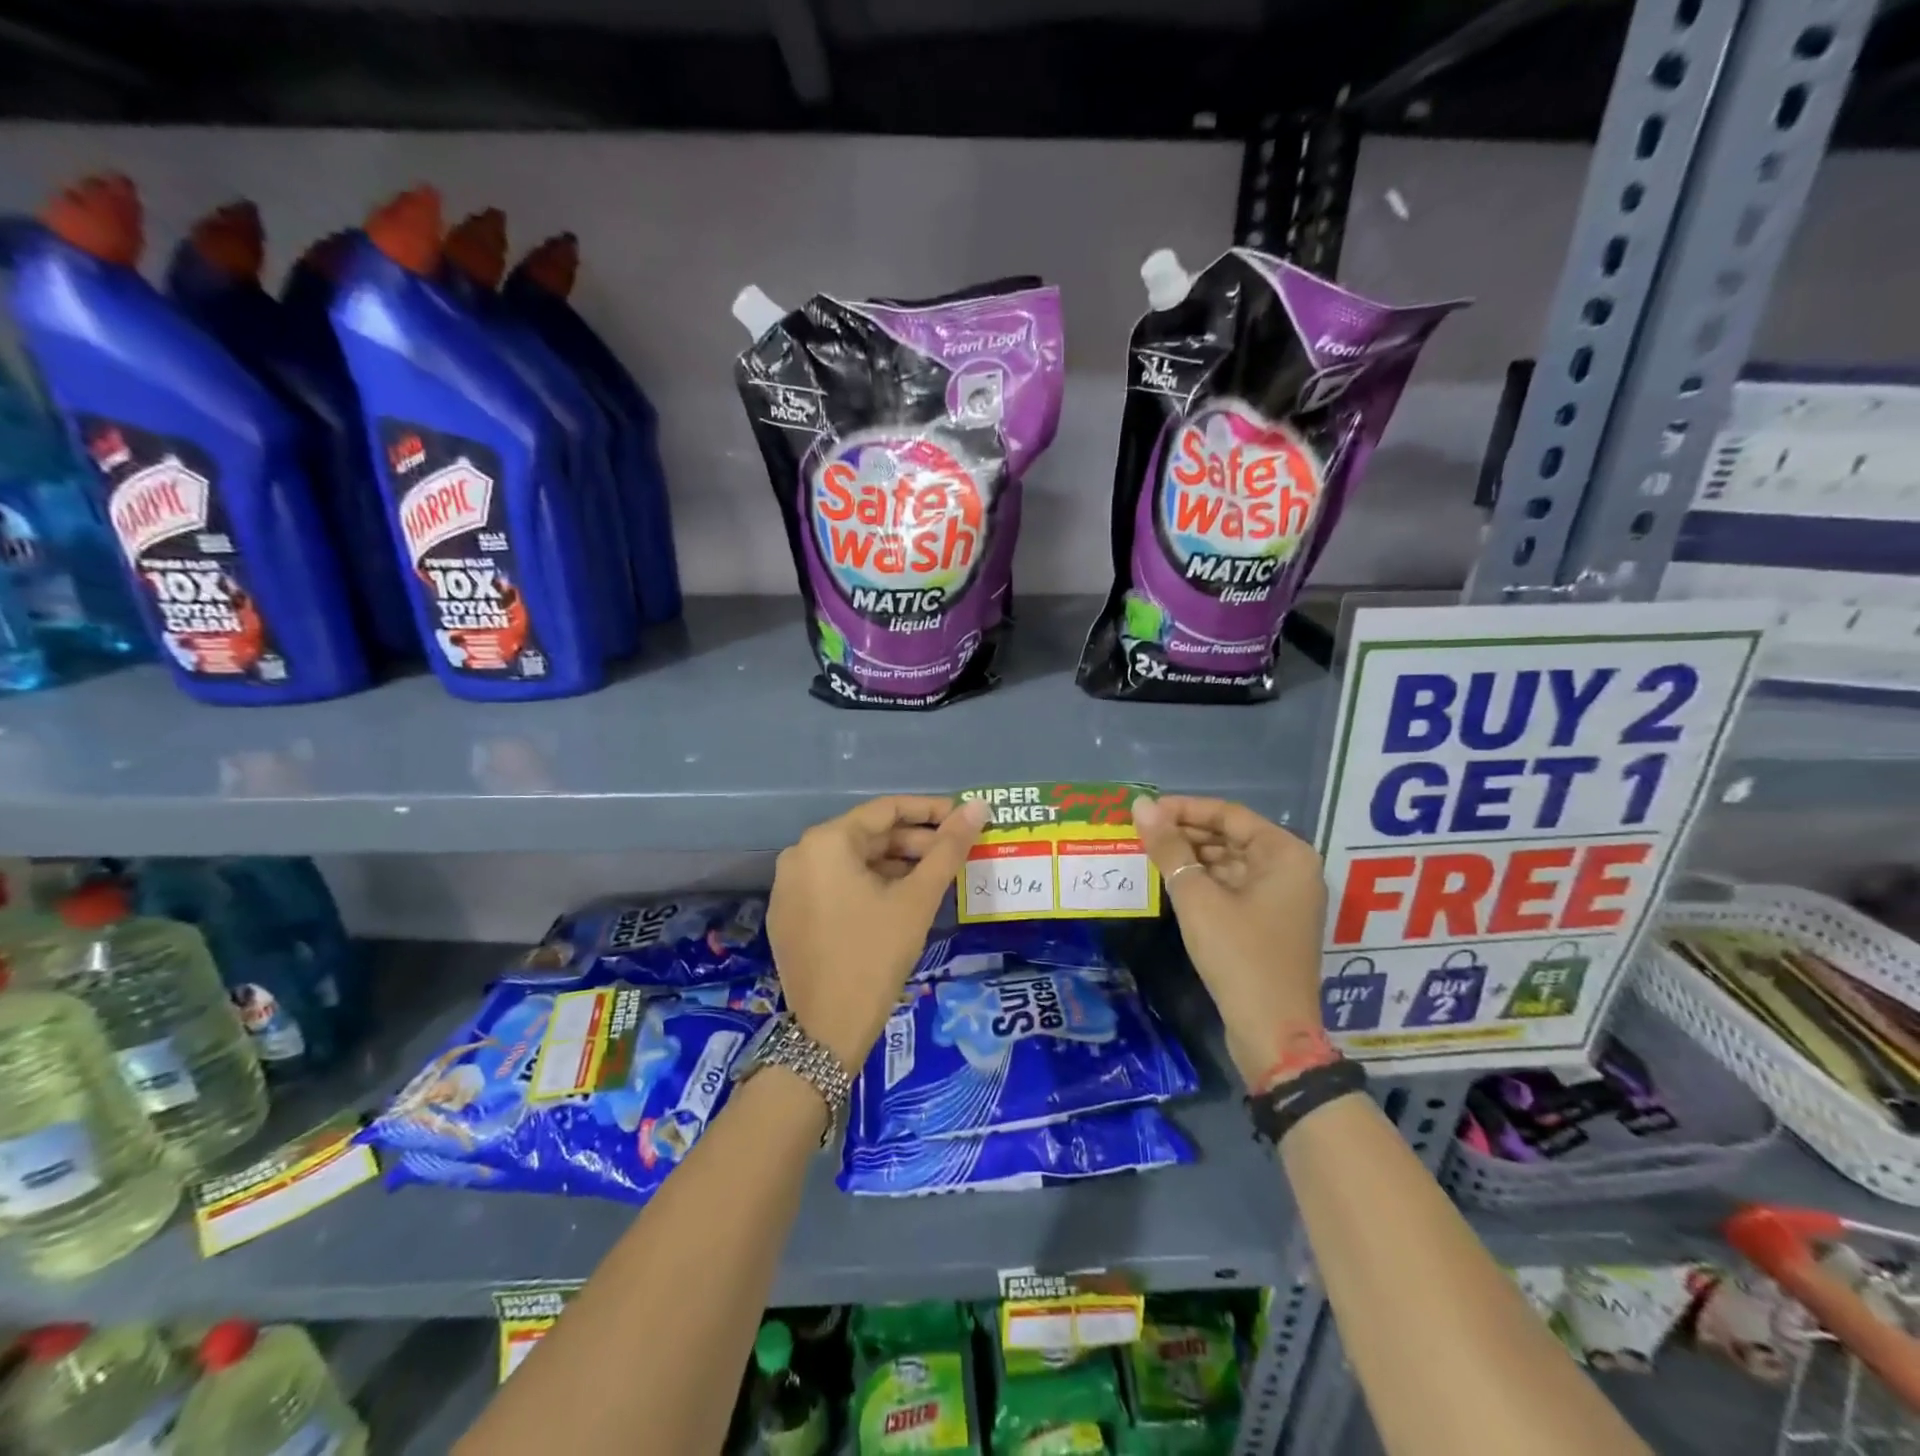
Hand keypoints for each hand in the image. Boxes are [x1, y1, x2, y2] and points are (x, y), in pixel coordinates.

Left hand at [768, 795, 989, 1068]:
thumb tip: (978, 806)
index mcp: (826, 842)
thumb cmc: (876, 954)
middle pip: (868, 835)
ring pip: (852, 861)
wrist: (828, 1030)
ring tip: (934, 877)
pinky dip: (868, 885)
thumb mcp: (917, 898)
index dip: (930, 811)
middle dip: (914, 842)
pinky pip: (834, 884)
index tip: (964, 818)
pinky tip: (898, 900)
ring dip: (894, 864)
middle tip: (955, 853)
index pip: (886, 809)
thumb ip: (948, 847)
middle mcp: (800, 854)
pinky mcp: (789, 914)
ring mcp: (789, 886)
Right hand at [1132, 795, 1328, 1088]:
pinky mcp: (1272, 922)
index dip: (1184, 809)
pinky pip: (1235, 886)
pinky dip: (1205, 881)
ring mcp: (1285, 897)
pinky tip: (1173, 882)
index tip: (1145, 811)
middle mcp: (1292, 868)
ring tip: (1151, 854)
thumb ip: (1168, 847)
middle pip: (1232, 836)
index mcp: (1286, 854)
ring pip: (1232, 862)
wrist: (1272, 1032)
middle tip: (1143, 833)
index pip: (1229, 815)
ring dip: (1193, 857)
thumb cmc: (1238, 955)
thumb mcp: (1196, 897)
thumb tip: (1140, 806)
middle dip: (1187, 833)